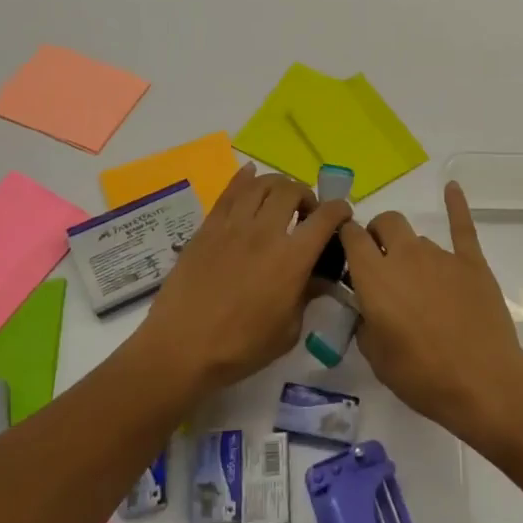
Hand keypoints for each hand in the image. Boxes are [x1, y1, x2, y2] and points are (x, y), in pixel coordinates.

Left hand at [134, 165, 350, 394]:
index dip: (340, 210)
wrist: (181, 348)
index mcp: (292, 258)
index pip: (325, 217)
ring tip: (279, 200)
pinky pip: (229, 191)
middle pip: (292, 190)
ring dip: (278, 186)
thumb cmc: (240, 347)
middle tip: (306, 212)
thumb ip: (307, 296)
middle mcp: (265, 232)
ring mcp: (233, 226)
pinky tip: (249, 175)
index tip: (342, 215)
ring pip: (261, 184)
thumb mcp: (288, 331)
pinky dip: (244, 178)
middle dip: (307, 195)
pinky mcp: (208, 228)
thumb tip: (318, 278)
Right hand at [341, 181, 522, 436]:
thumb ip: (364, 322)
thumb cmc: (422, 376)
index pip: (351, 236)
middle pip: (385, 223)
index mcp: (374, 277)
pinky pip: (462, 226)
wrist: (482, 382)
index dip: (345, 238)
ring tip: (416, 279)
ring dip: (410, 249)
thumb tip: (366, 307)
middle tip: (379, 262)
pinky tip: (452, 186)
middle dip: (377, 234)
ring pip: (418, 236)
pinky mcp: (471, 262)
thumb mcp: (376, 357)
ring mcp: (441, 256)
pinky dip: (456, 204)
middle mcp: (405, 256)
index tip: (345, 250)